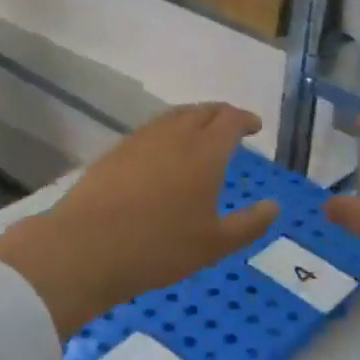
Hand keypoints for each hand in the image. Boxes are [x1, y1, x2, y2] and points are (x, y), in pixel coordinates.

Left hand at [0, 103, 279, 337]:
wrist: (85, 248)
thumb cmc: (159, 247)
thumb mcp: (214, 245)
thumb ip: (249, 225)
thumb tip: (274, 206)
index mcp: (205, 152)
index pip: (230, 120)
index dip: (245, 119)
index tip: (255, 126)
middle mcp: (174, 136)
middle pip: (202, 111)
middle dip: (221, 114)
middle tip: (231, 125)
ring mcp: (140, 140)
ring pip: (173, 117)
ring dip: (193, 118)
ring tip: (199, 134)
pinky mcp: (115, 152)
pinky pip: (150, 131)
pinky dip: (167, 132)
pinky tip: (162, 153)